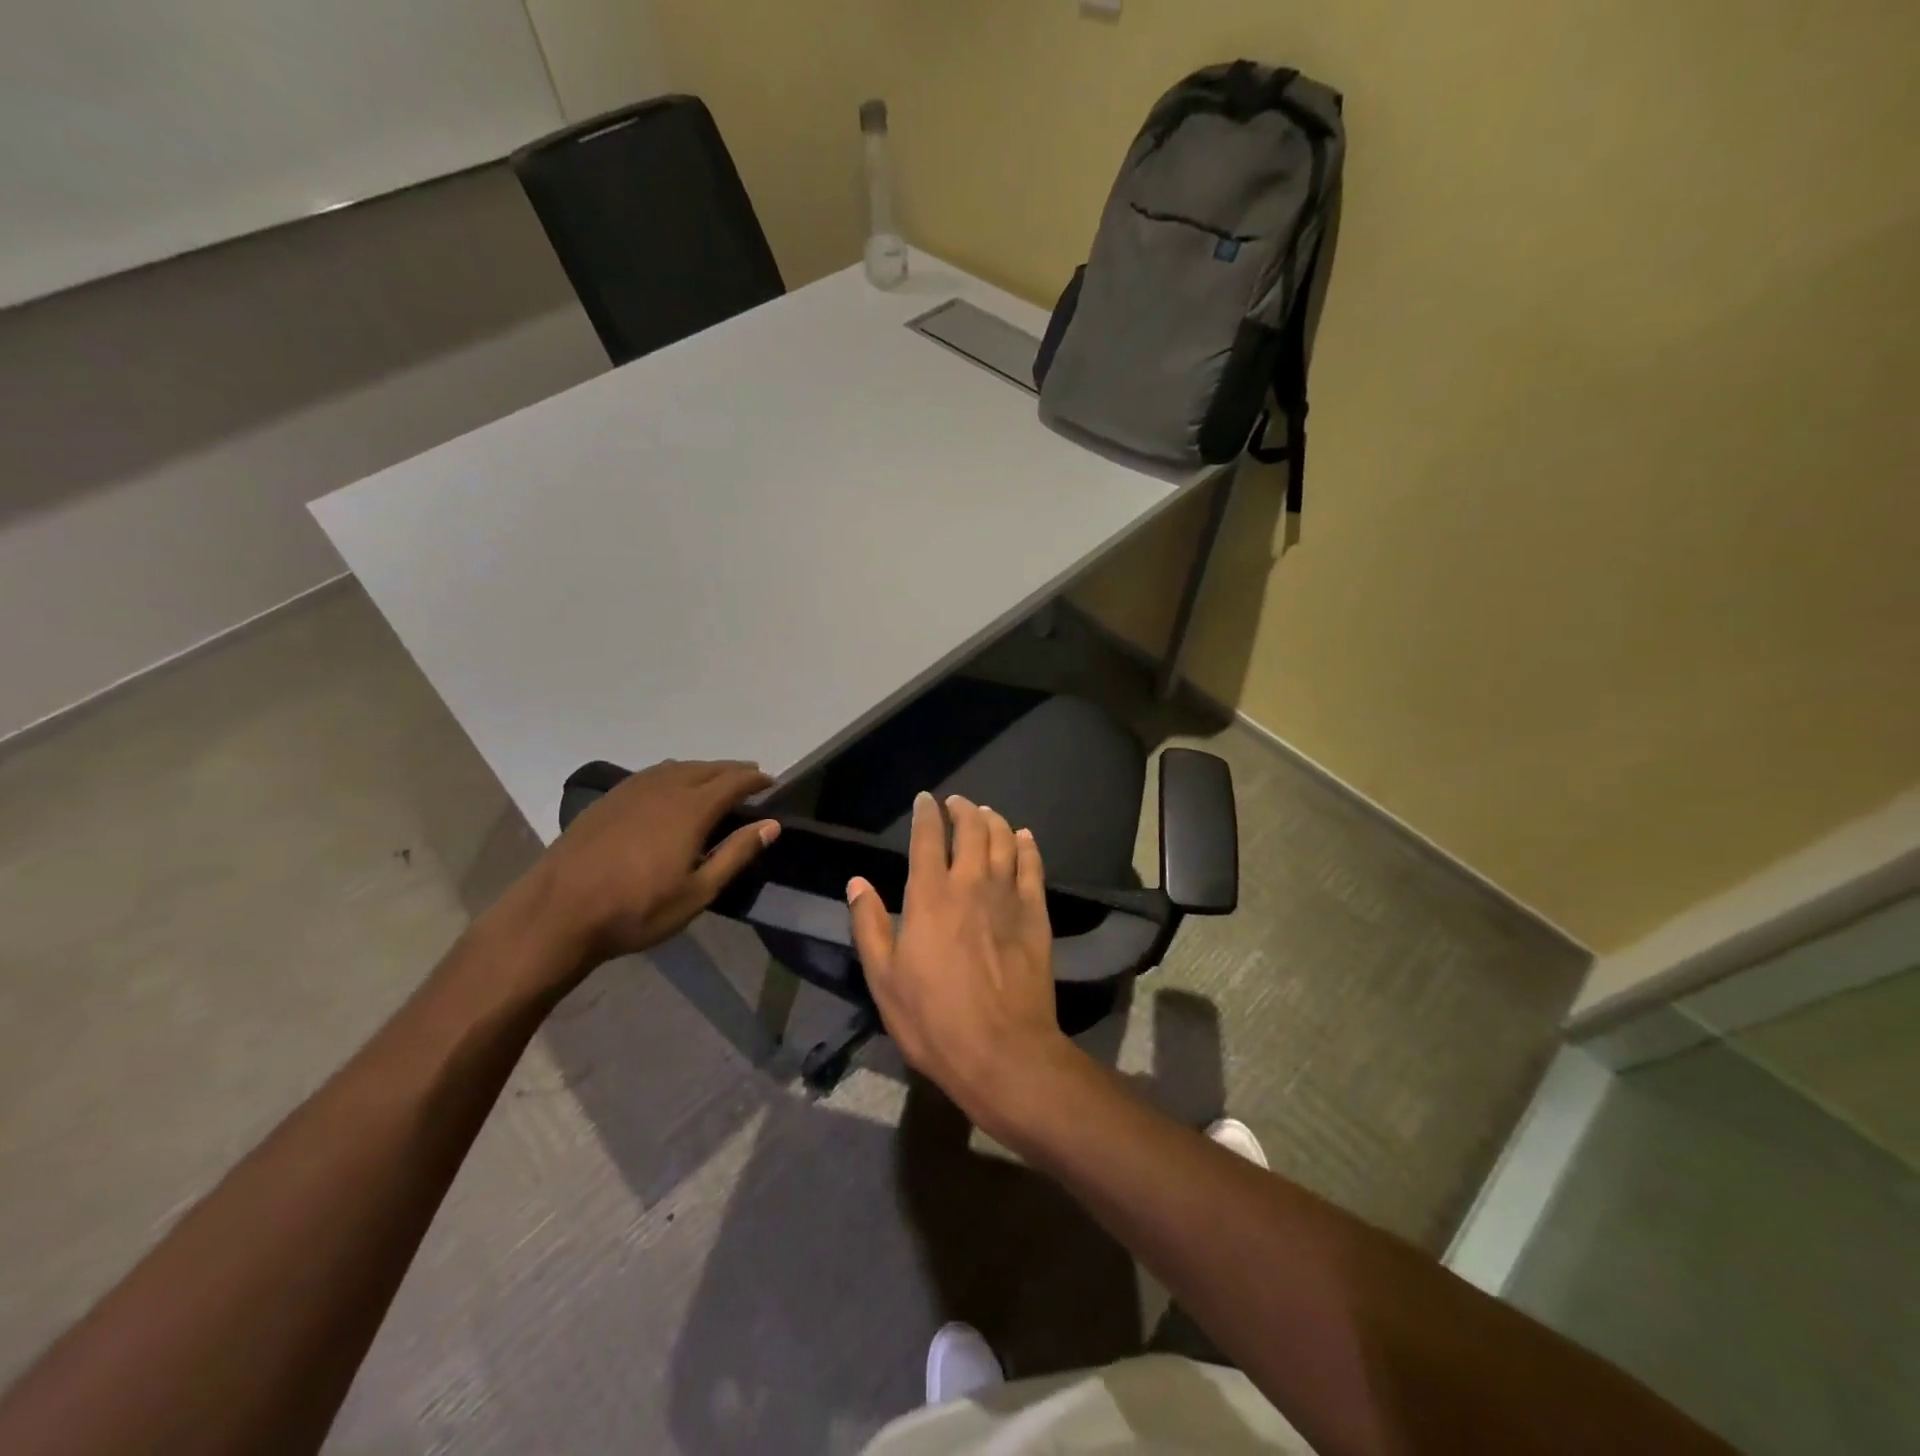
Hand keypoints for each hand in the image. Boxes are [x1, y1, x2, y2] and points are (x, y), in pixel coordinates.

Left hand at [534, 759, 778, 969]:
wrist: (557, 913)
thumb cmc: (636, 910)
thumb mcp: (697, 892)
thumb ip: (736, 854)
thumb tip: (771, 824)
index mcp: (691, 809)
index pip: (733, 782)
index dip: (756, 779)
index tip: (773, 782)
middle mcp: (664, 788)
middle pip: (707, 768)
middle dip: (733, 770)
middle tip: (751, 776)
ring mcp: (632, 790)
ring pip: (678, 767)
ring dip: (704, 769)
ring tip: (716, 779)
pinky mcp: (608, 799)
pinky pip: (652, 774)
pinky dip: (674, 773)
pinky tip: (671, 786)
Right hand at [847, 793, 1076, 1136]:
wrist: (1002, 1051)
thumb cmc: (933, 1019)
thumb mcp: (883, 979)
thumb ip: (869, 924)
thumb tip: (857, 882)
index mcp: (929, 896)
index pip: (927, 838)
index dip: (926, 814)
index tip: (925, 801)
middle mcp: (971, 884)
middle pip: (971, 829)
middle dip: (962, 809)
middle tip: (957, 803)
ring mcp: (1008, 896)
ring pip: (1004, 840)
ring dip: (994, 821)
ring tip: (986, 814)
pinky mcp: (1036, 914)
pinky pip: (1033, 867)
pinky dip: (1027, 846)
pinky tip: (1024, 838)